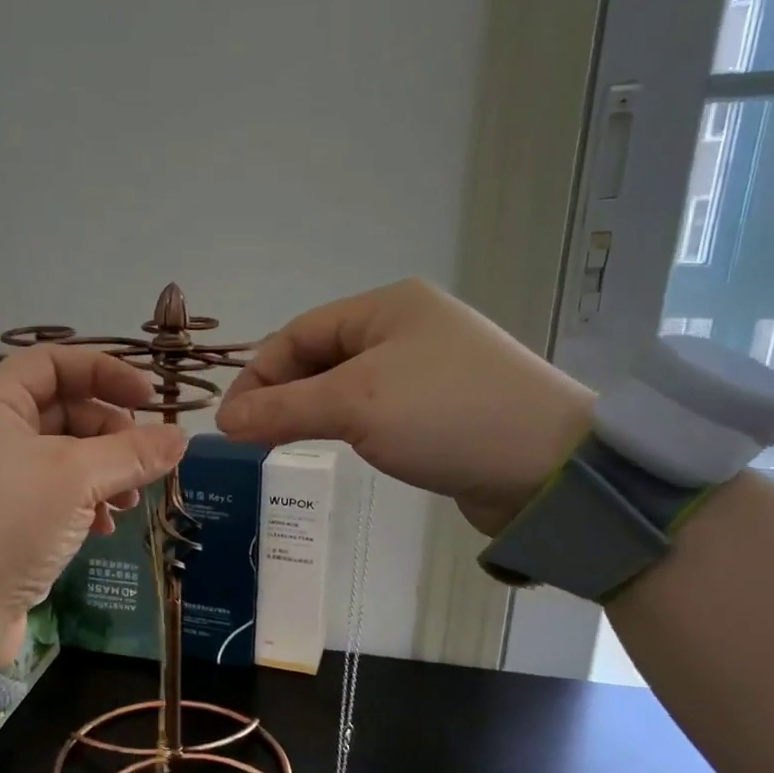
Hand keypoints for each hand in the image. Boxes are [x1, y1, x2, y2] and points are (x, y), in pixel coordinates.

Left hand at [0, 346, 187, 664]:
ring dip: (104, 474)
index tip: (150, 398)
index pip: (54, 362)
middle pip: (64, 410)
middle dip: (111, 434)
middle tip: (143, 464)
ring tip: (129, 505)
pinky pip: (51, 494)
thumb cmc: (7, 524)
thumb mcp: (76, 479)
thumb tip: (181, 437)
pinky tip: (102, 530)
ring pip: (63, 456)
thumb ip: (132, 452)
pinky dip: (82, 503)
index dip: (106, 372)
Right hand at [216, 278, 593, 535]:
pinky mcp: (442, 407)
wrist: (548, 466)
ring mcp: (427, 367)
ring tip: (280, 443)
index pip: (299, 333)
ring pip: (346, 384)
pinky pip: (375, 408)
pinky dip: (344, 425)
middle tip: (250, 437)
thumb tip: (224, 420)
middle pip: (321, 356)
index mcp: (387, 306)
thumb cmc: (445, 415)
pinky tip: (333, 446)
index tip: (229, 422)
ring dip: (309, 410)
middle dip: (281, 393)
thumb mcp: (355, 405)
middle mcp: (407, 327)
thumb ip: (283, 409)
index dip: (257, 374)